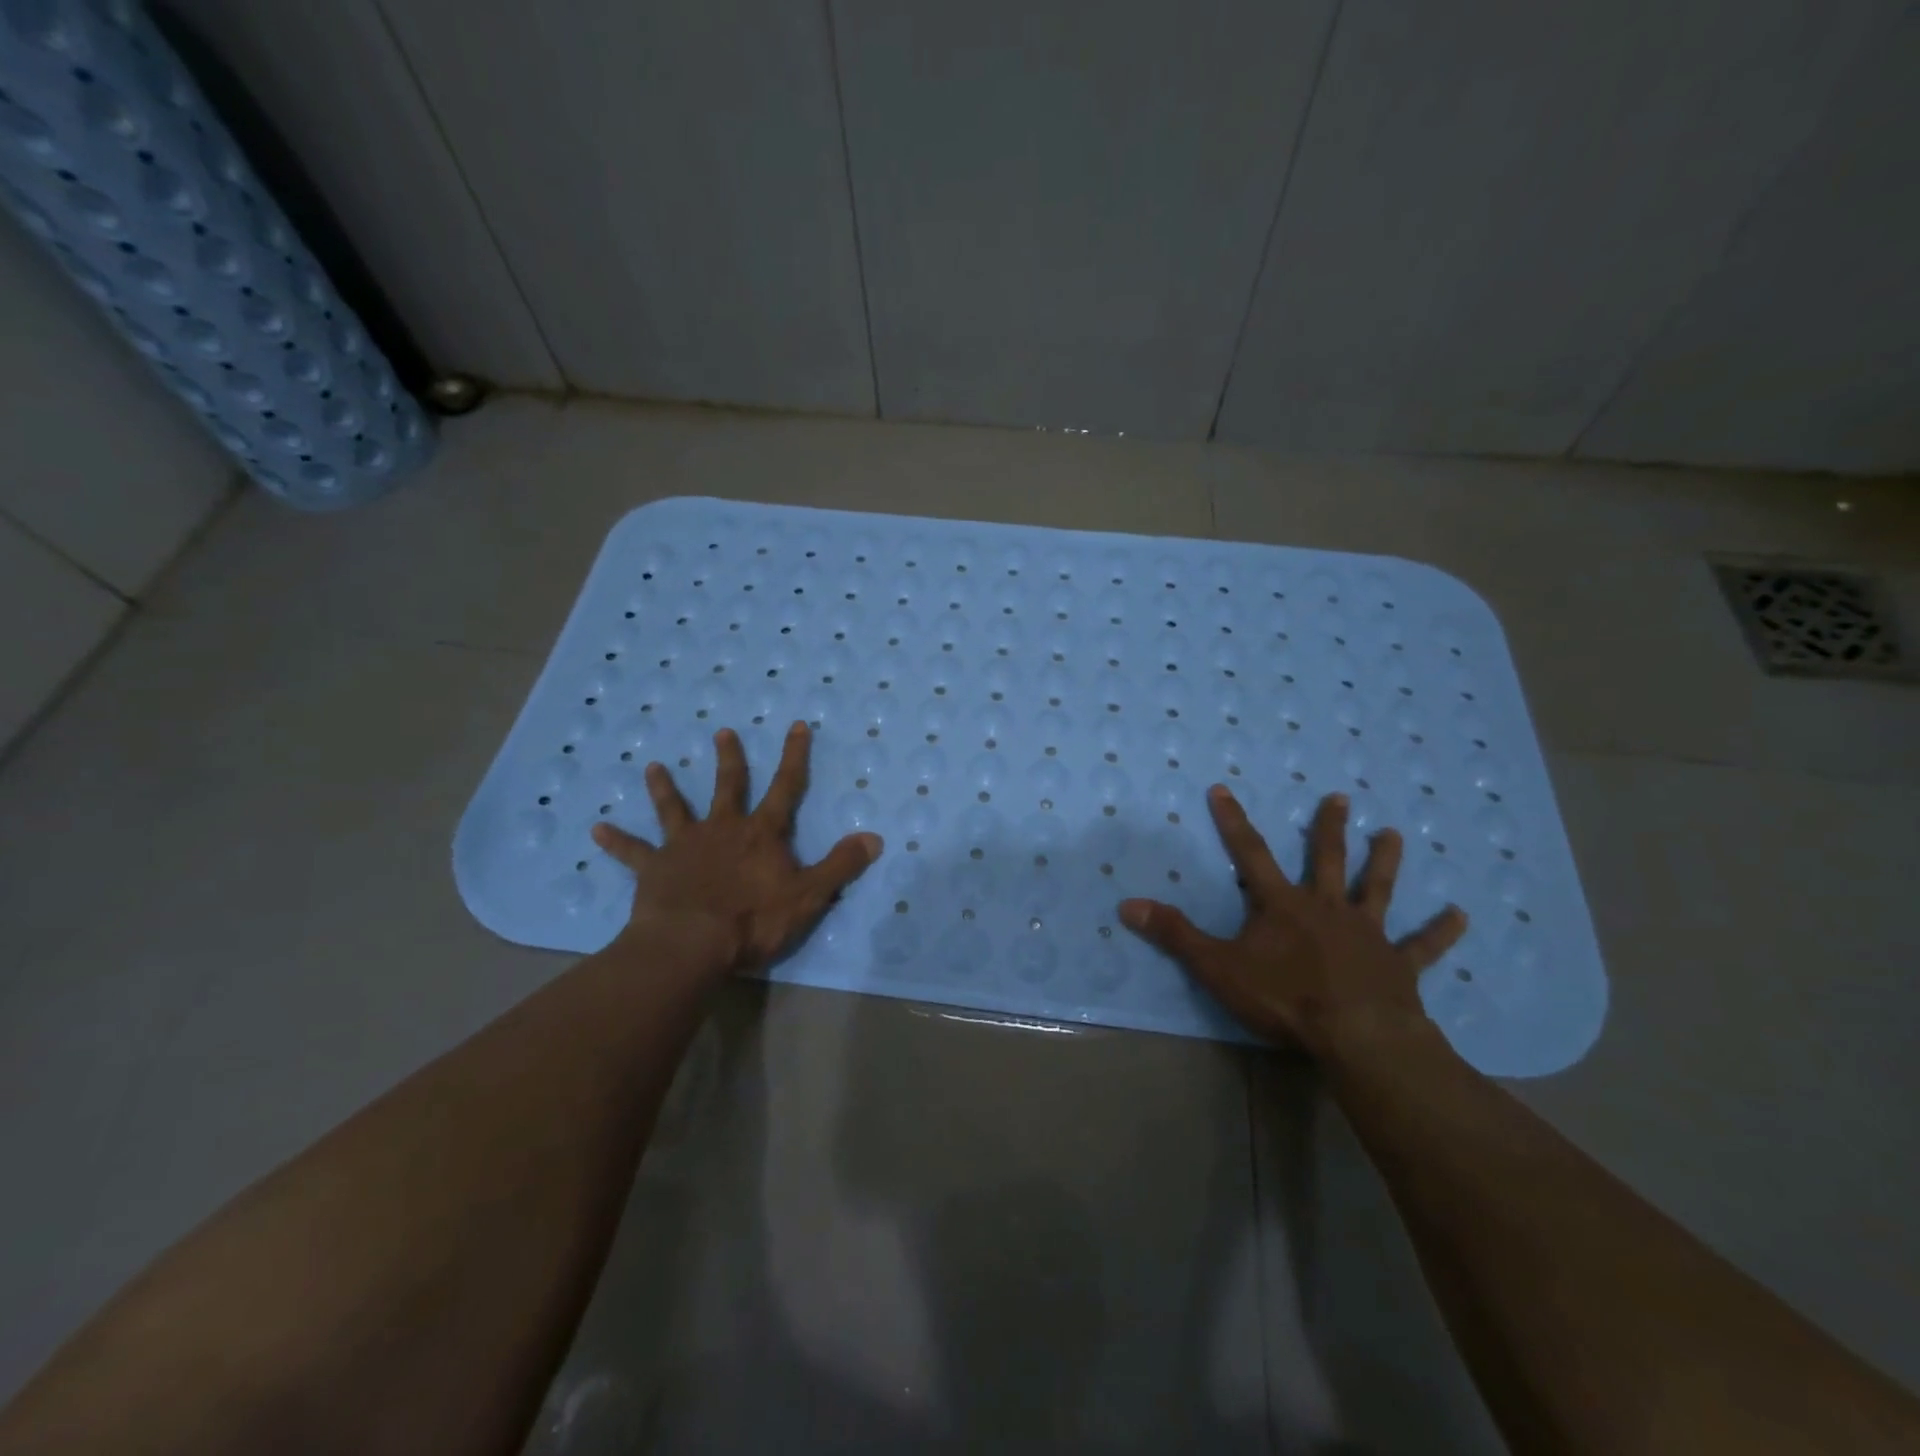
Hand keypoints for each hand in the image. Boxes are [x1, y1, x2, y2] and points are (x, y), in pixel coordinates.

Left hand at [590, 722, 881, 978]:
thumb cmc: (753, 920)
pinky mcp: (654, 870)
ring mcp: (684, 847)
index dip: (794, 757)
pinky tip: (594, 830)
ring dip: (665, 788)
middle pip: (727, 787)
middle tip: (722, 732)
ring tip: (653, 767)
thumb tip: (875, 838)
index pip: (785, 788)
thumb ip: (840, 866)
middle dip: (730, 759)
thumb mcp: (809, 896)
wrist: (691, 944)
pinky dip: (615, 842)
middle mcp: (722, 830)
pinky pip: (632, 853)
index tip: (796, 726)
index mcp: (761, 834)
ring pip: (675, 809)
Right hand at [1119, 787, 1466, 1059]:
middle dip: (1329, 828)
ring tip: (1394, 834)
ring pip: (1377, 889)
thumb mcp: (1217, 967)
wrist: (1356, 1036)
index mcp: (1282, 905)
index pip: (1250, 853)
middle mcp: (1327, 908)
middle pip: (1327, 860)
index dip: (1233, 821)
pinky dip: (1440, 932)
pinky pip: (1423, 946)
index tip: (1222, 788)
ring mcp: (1367, 934)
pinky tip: (1461, 917)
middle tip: (1341, 797)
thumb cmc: (1284, 999)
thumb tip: (1127, 905)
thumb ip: (1175, 935)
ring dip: (1385, 862)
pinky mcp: (1398, 965)